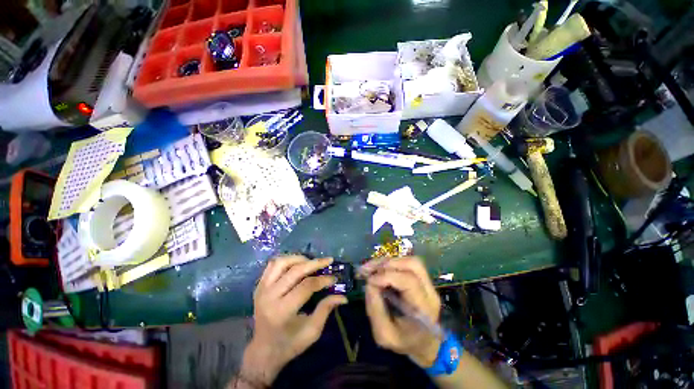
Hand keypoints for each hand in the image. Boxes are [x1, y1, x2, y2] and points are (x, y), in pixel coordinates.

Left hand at [240, 256, 346, 385]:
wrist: (263, 351)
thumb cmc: (289, 345)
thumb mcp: (311, 332)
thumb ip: (326, 309)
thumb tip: (343, 297)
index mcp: (282, 311)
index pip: (306, 286)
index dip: (323, 280)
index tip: (334, 278)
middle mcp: (269, 297)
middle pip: (295, 271)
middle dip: (315, 263)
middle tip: (328, 261)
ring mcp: (261, 290)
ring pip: (282, 262)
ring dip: (299, 259)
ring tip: (312, 262)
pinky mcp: (259, 286)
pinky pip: (272, 265)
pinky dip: (286, 260)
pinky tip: (297, 264)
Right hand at [362, 256, 441, 367]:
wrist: (426, 345)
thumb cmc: (405, 342)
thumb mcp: (385, 335)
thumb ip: (375, 310)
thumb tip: (369, 282)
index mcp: (423, 309)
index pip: (409, 281)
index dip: (387, 276)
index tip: (369, 280)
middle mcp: (430, 292)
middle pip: (413, 265)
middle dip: (387, 263)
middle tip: (368, 269)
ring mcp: (429, 284)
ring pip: (411, 261)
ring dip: (389, 261)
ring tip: (372, 267)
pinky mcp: (423, 280)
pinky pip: (408, 264)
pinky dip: (392, 263)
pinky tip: (380, 268)